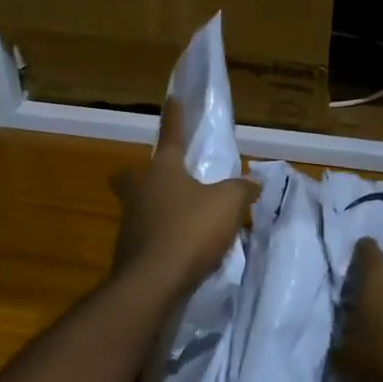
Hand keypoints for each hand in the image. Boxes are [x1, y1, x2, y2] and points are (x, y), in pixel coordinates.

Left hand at [110, 98, 258, 299]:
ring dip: (156, 208)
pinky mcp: (129, 253)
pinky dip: (161, 237)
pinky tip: (182, 248)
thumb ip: (241, 189)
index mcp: (162, 170)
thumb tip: (253, 182)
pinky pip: (146, 236)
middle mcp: (140, 192)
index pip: (170, 135)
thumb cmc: (190, 231)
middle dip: (142, 173)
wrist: (153, 283)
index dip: (175, 116)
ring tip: (184, 219)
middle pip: (132, 175)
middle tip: (164, 178)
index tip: (172, 97)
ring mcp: (129, 223)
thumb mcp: (228, 204)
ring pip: (138, 206)